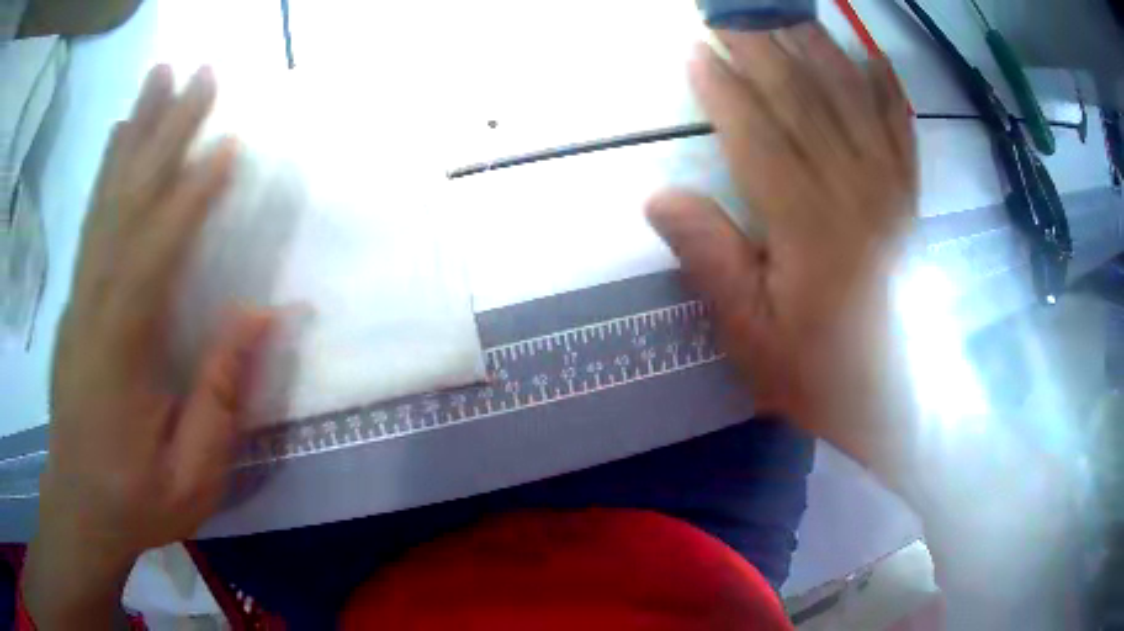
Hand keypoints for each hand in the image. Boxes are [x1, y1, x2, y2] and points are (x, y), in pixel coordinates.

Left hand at [25, 66, 272, 627]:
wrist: (81, 505)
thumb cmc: (139, 498)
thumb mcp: (193, 472)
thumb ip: (221, 395)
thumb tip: (261, 315)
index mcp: (121, 352)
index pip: (156, 254)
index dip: (191, 197)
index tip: (229, 145)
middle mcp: (94, 305)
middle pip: (127, 203)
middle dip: (163, 133)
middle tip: (198, 74)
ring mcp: (81, 296)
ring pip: (108, 199)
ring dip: (136, 132)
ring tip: (161, 78)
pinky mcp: (78, 298)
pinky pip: (95, 219)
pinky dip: (109, 170)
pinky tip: (121, 136)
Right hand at [647, 24, 917, 469]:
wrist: (898, 402)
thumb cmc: (819, 375)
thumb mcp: (752, 337)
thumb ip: (713, 261)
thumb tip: (660, 196)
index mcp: (808, 226)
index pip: (758, 136)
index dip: (723, 90)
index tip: (695, 52)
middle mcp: (854, 192)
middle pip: (804, 102)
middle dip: (762, 50)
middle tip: (730, 13)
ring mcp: (889, 189)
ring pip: (852, 102)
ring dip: (816, 49)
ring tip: (787, 15)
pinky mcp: (910, 197)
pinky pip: (901, 129)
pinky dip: (886, 87)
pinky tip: (870, 55)